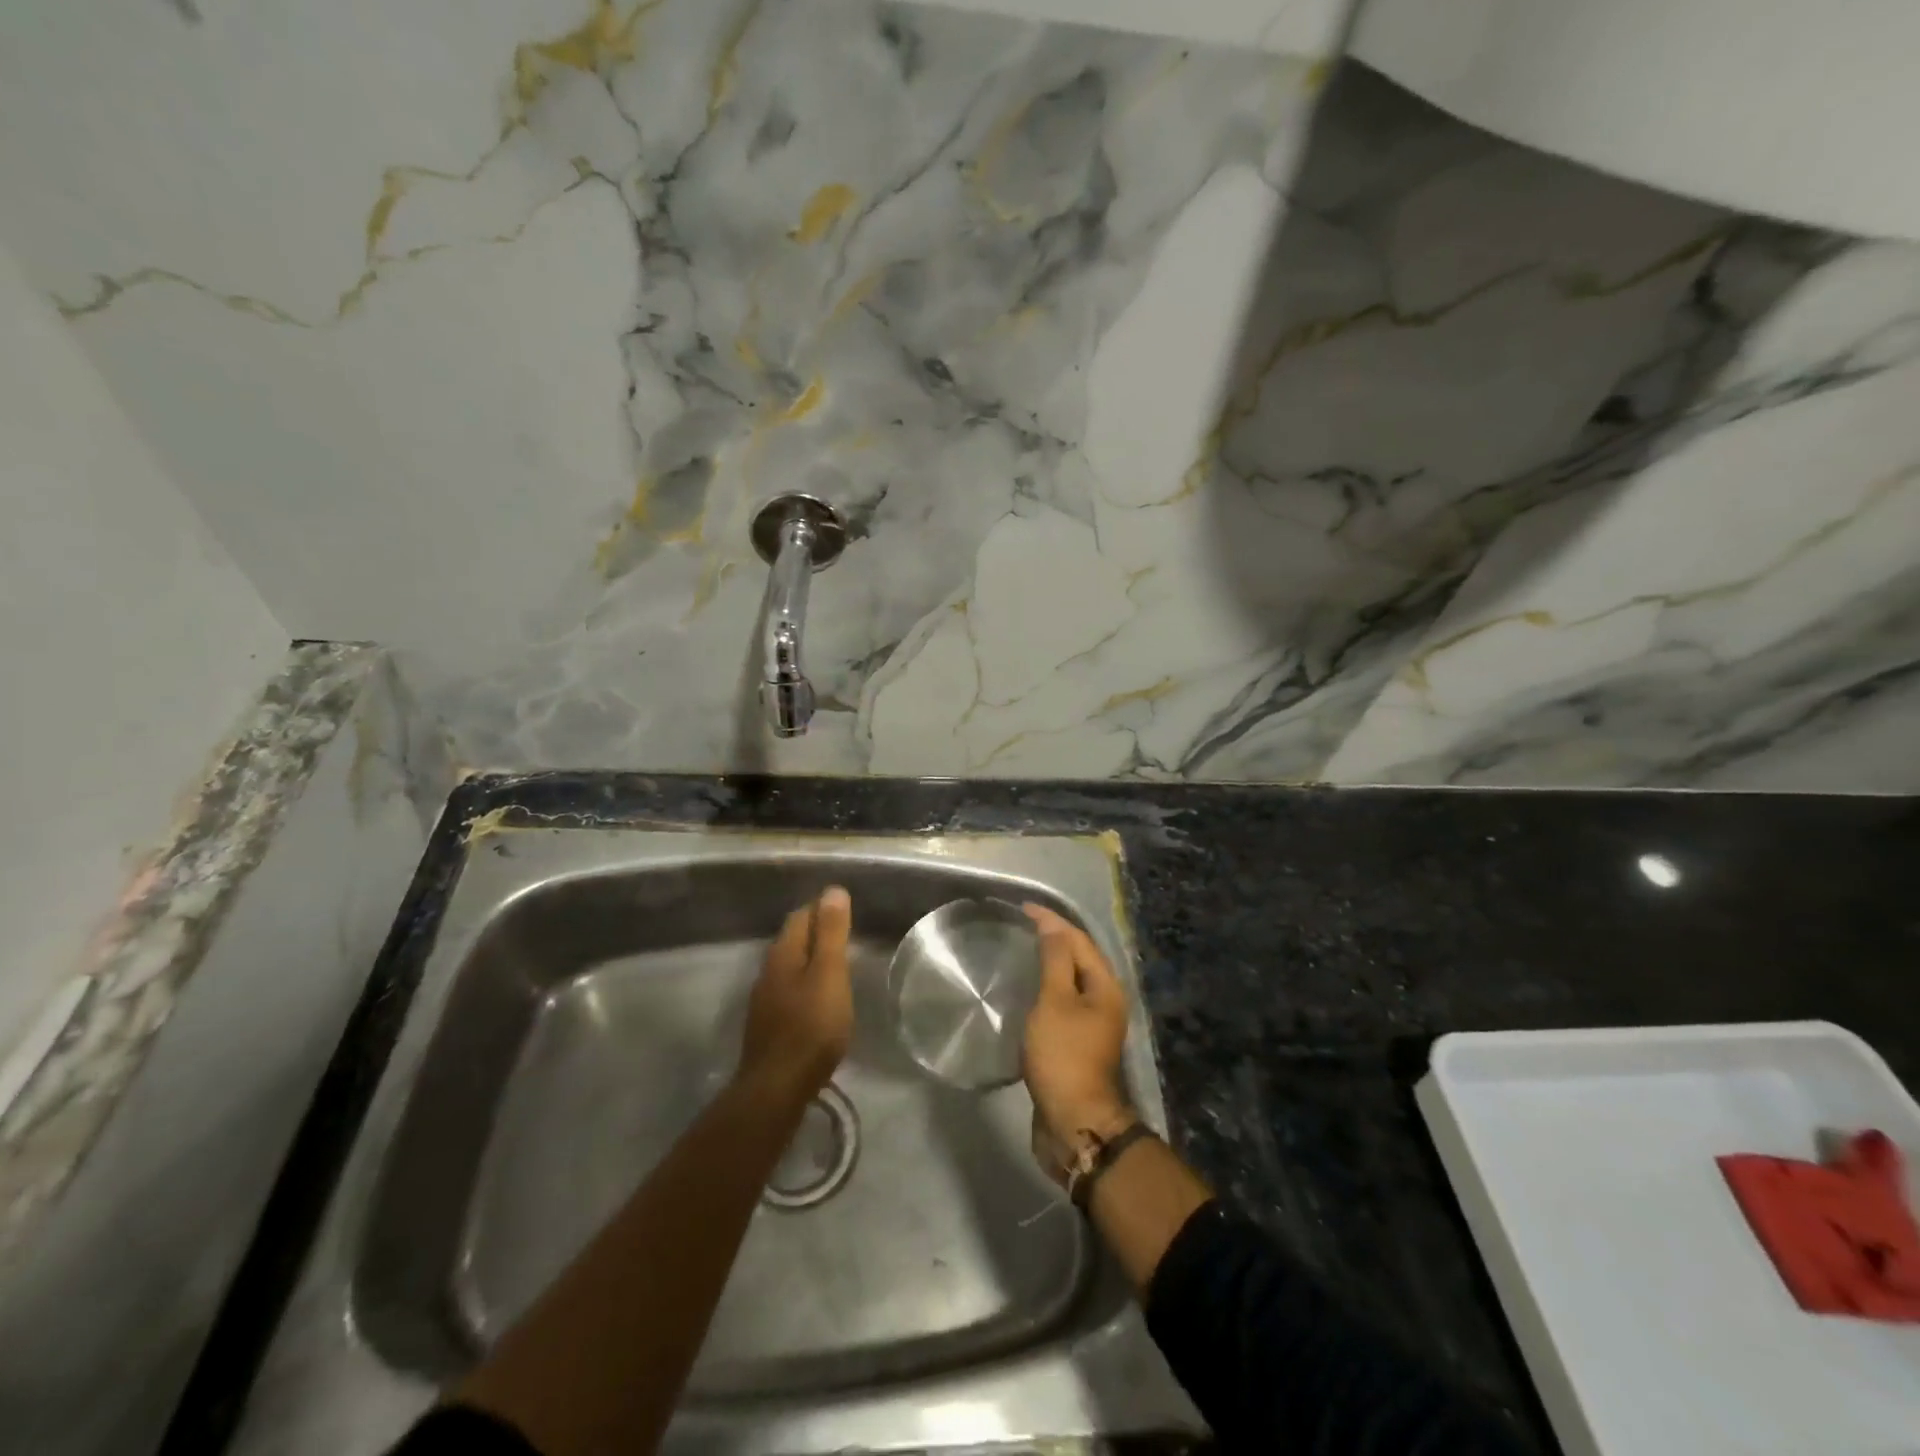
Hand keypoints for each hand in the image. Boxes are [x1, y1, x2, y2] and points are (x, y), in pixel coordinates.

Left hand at [738, 887, 852, 1103]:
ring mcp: (764, 999)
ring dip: (810, 959)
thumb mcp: (830, 974)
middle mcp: (768, 970)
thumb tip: (833, 890)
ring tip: (837, 964)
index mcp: (783, 953)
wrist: (777, 1087)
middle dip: (816, 931)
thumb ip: (831, 933)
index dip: (822, 908)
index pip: (801, 915)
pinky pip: (789, 990)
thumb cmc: (811, 1026)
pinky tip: (819, 998)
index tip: (846, 908)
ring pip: (790, 966)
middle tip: (846, 933)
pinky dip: (806, 983)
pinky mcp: (768, 1025)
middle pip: (793, 939)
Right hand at [1021, 904, 1134, 1179]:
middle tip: (1021, 925)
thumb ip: (1055, 960)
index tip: (1022, 908)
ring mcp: (1092, 1024)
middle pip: (1078, 957)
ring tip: (1021, 951)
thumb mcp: (1056, 1001)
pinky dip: (1045, 988)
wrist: (1073, 1121)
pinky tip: (1026, 990)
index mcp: (1105, 986)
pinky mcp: (1076, 1043)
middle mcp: (1105, 1000)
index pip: (1078, 940)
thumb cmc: (1064, 1055)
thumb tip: (1053, 927)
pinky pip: (1061, 1003)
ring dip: (1049, 963)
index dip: (1052, 921)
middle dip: (1053, 937)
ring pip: (1070, 981)